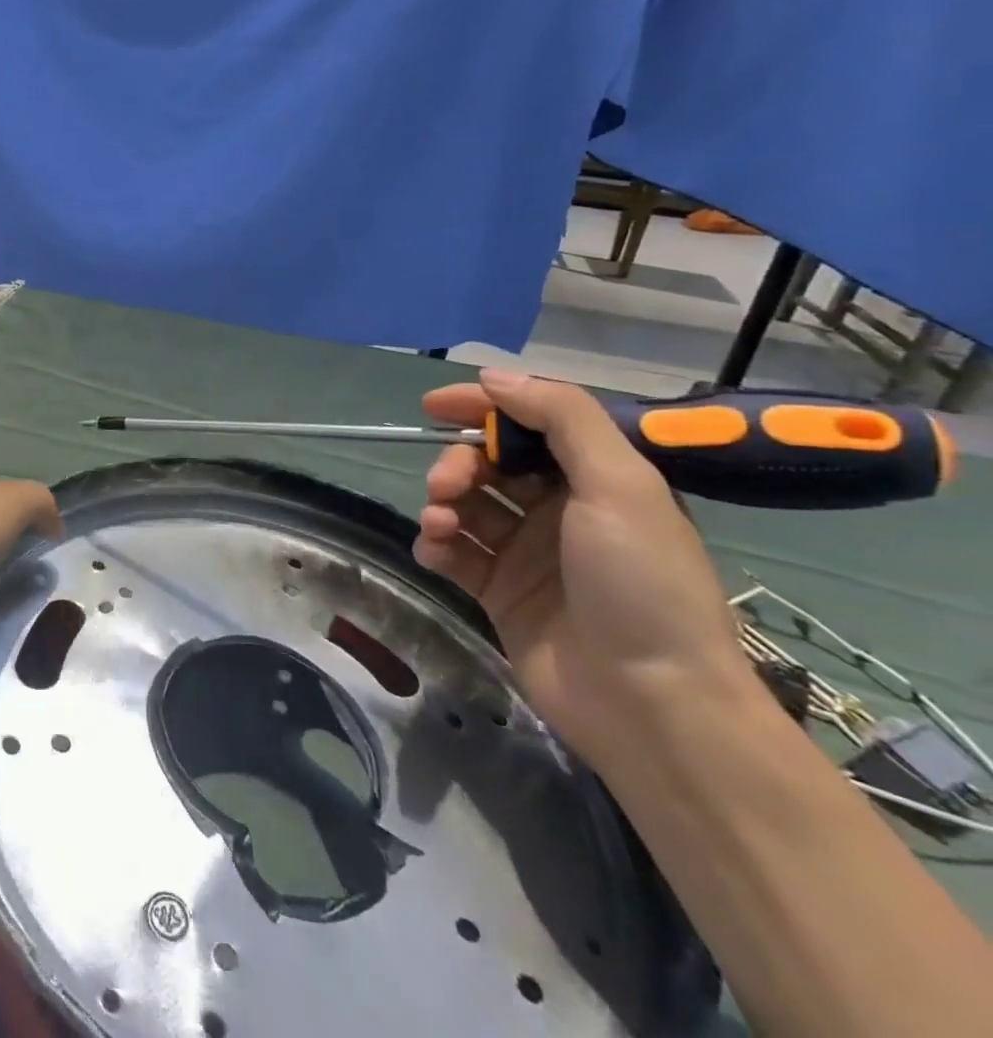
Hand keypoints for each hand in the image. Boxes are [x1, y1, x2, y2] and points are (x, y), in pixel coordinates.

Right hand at [414, 369, 749, 770]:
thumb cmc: (640, 585)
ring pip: (464, 506)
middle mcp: (559, 511)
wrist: (651, 704)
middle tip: (446, 488)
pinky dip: (435, 545)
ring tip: (438, 525)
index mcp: (596, 481)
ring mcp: (526, 554)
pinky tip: (434, 552)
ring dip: (441, 504)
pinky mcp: (498, 592)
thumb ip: (562, 419)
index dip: (482, 407)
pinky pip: (453, 552)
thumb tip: (495, 377)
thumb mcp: (620, 486)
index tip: (433, 406)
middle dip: (457, 465)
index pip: (529, 425)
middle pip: (488, 465)